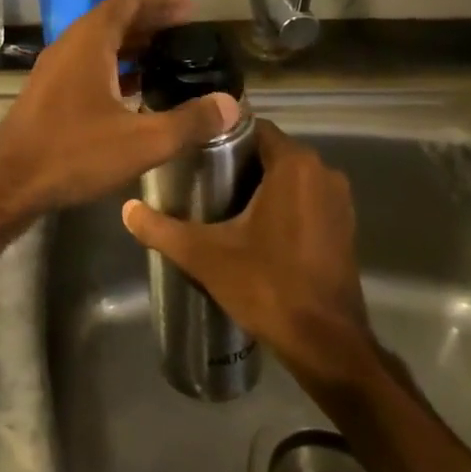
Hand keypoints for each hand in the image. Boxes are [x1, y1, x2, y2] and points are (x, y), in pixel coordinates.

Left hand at [0, 0, 239, 216]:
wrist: (8, 182)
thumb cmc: (72, 153)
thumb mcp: (141, 141)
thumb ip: (189, 122)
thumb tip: (231, 105)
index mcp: (89, 42)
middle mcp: (70, 46)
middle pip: (114, 18)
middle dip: (151, 17)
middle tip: (187, 24)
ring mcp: (56, 69)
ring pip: (101, 42)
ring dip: (134, 42)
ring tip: (169, 53)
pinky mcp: (51, 92)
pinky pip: (90, 64)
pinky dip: (117, 65)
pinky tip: (137, 87)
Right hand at [122, 119, 376, 384]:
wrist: (325, 343)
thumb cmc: (267, 286)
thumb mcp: (204, 255)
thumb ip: (161, 229)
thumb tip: (127, 209)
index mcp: (294, 166)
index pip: (253, 128)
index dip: (221, 136)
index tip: (193, 151)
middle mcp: (323, 173)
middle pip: (270, 151)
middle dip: (237, 162)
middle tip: (198, 179)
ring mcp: (338, 201)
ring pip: (289, 177)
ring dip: (260, 184)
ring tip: (220, 203)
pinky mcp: (344, 227)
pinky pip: (306, 199)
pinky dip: (282, 204)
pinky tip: (253, 228)